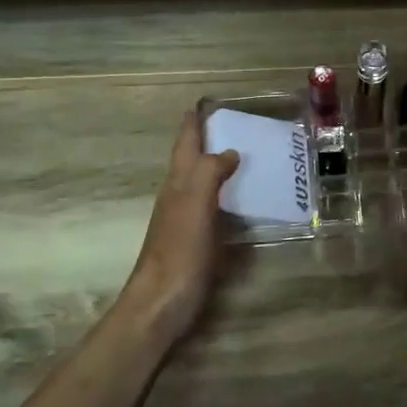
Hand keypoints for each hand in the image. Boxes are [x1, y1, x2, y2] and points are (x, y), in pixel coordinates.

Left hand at [120, 110, 239, 342]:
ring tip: (244, 158)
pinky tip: (241, 203)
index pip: (185, 144)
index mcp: (177, 184)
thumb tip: (228, 151)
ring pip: (201, 184)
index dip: (192, 124)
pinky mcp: (196, 243)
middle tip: (234, 127)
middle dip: (206, 142)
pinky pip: (213, 209)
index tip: (203, 104)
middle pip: (191, 162)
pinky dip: (225, 197)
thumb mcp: (194, 204)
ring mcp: (185, 221)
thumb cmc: (179, 251)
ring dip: (217, 168)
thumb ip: (209, 173)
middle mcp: (178, 197)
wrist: (162, 303)